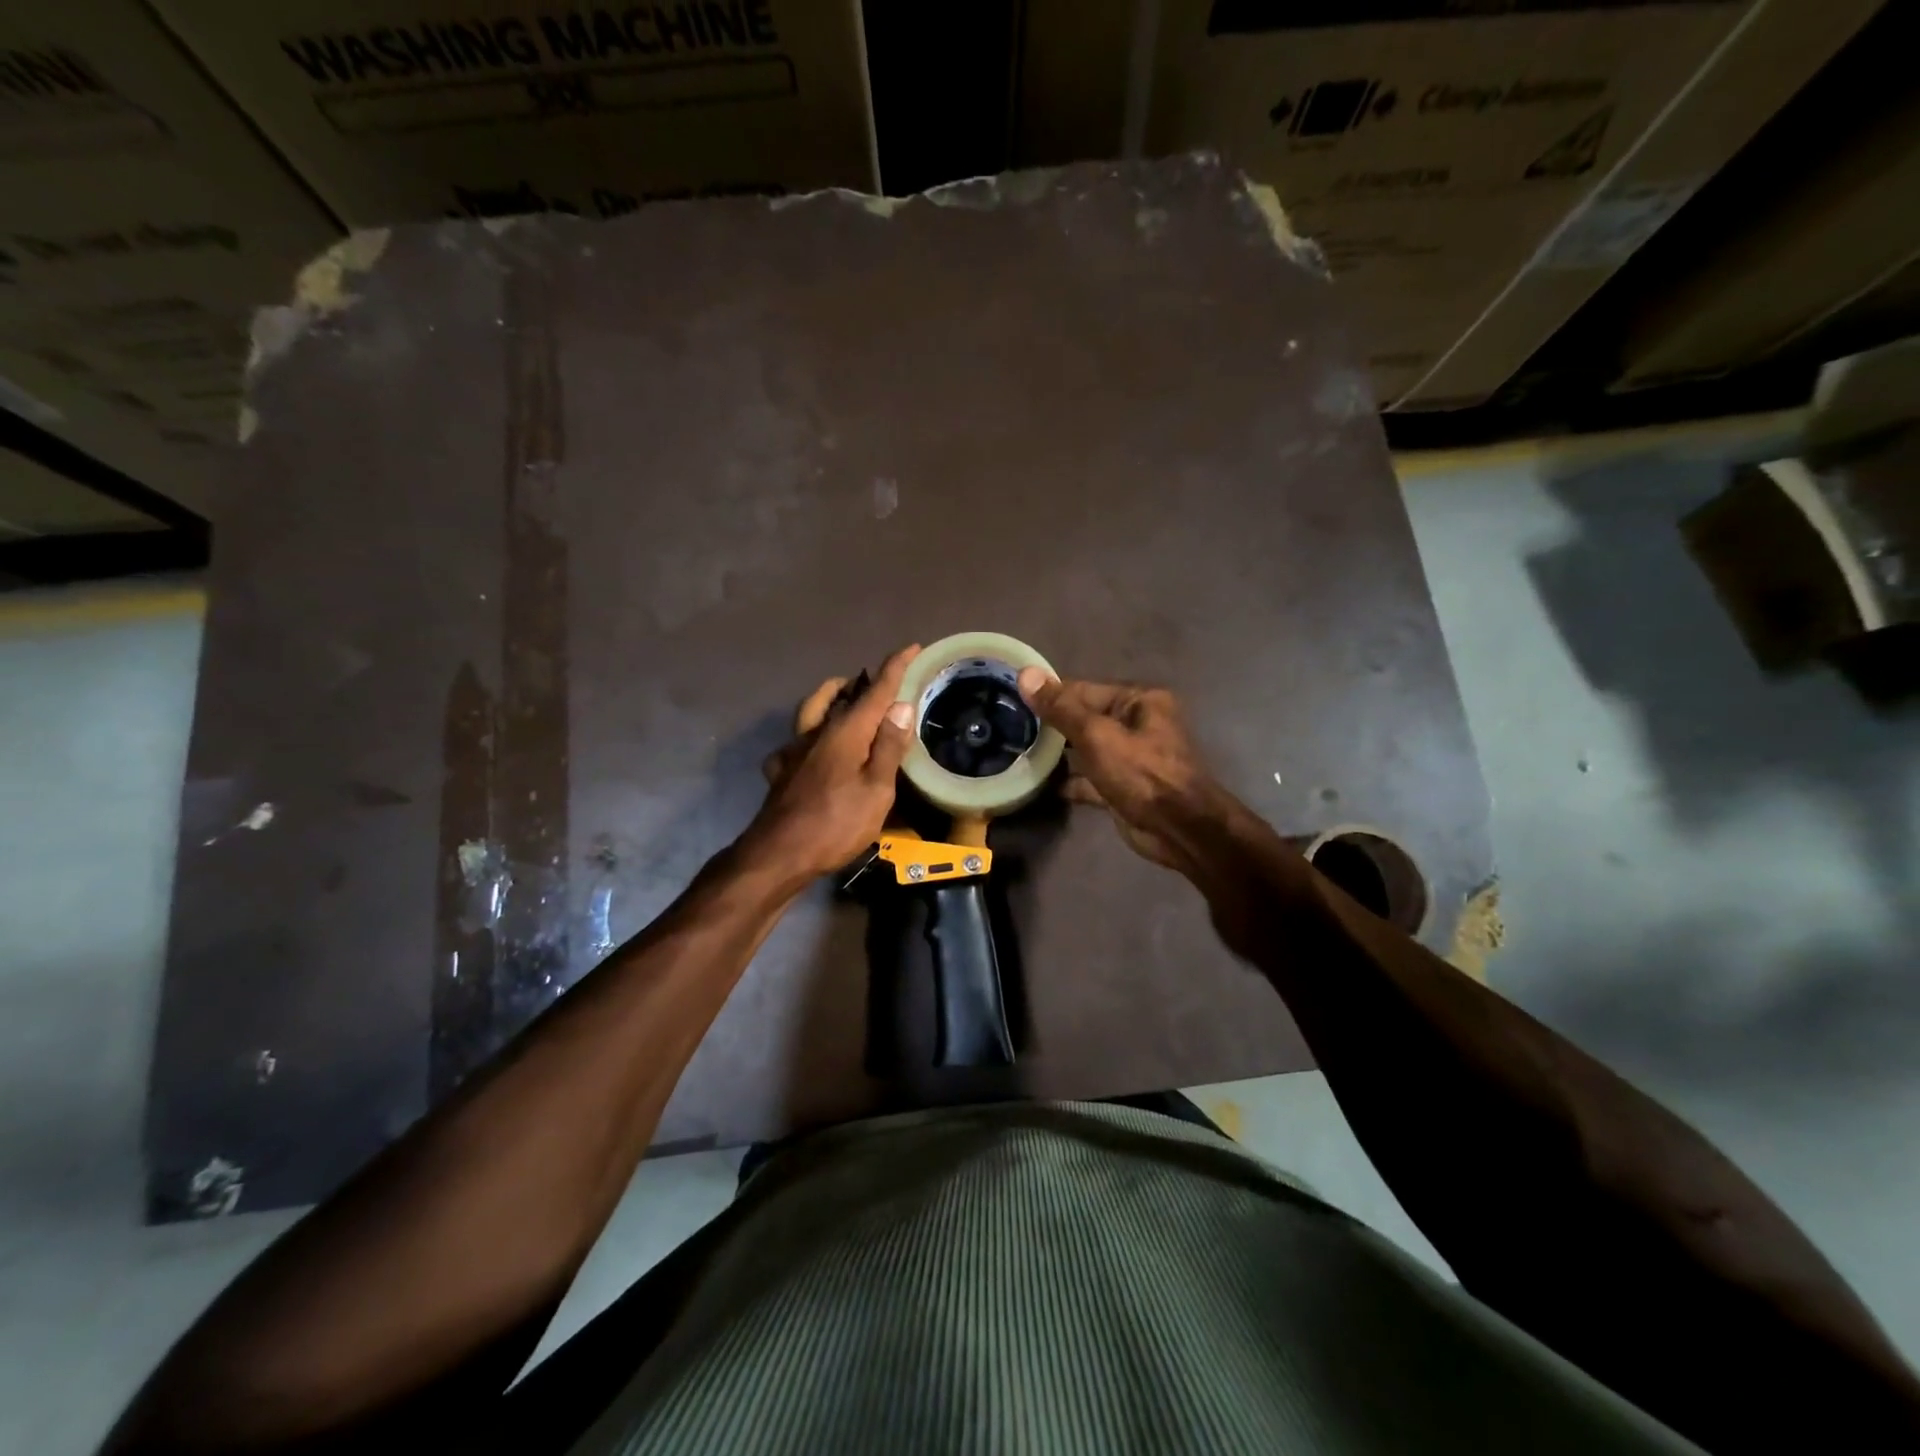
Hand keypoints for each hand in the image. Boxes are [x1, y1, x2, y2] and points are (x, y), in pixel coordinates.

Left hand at [745, 644, 918, 880]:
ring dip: (830, 698)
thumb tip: (901, 706)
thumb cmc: (836, 824)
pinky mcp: (782, 771)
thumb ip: (888, 747)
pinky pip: (796, 742)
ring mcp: (794, 751)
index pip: (876, 690)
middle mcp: (818, 733)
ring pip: (812, 711)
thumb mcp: (876, 790)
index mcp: (845, 732)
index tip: (911, 646)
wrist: (779, 854)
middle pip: (839, 695)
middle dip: (862, 682)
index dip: (895, 667)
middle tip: (880, 683)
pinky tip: (814, 749)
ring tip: (845, 699)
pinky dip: (809, 736)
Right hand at [1016, 670, 1231, 872]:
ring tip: (1018, 751)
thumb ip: (1060, 708)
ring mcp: (1130, 757)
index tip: (1012, 697)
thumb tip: (1025, 675)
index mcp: (1139, 701)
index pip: (1084, 690)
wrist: (1179, 829)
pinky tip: (1039, 784)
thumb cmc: (1142, 773)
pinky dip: (1069, 780)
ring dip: (1058, 753)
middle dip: (1051, 724)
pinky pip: (1089, 778)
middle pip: (1084, 718)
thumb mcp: (1097, 736)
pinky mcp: (1123, 787)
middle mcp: (1137, 723)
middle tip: (1009, 726)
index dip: (1049, 694)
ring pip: (1086, 749)